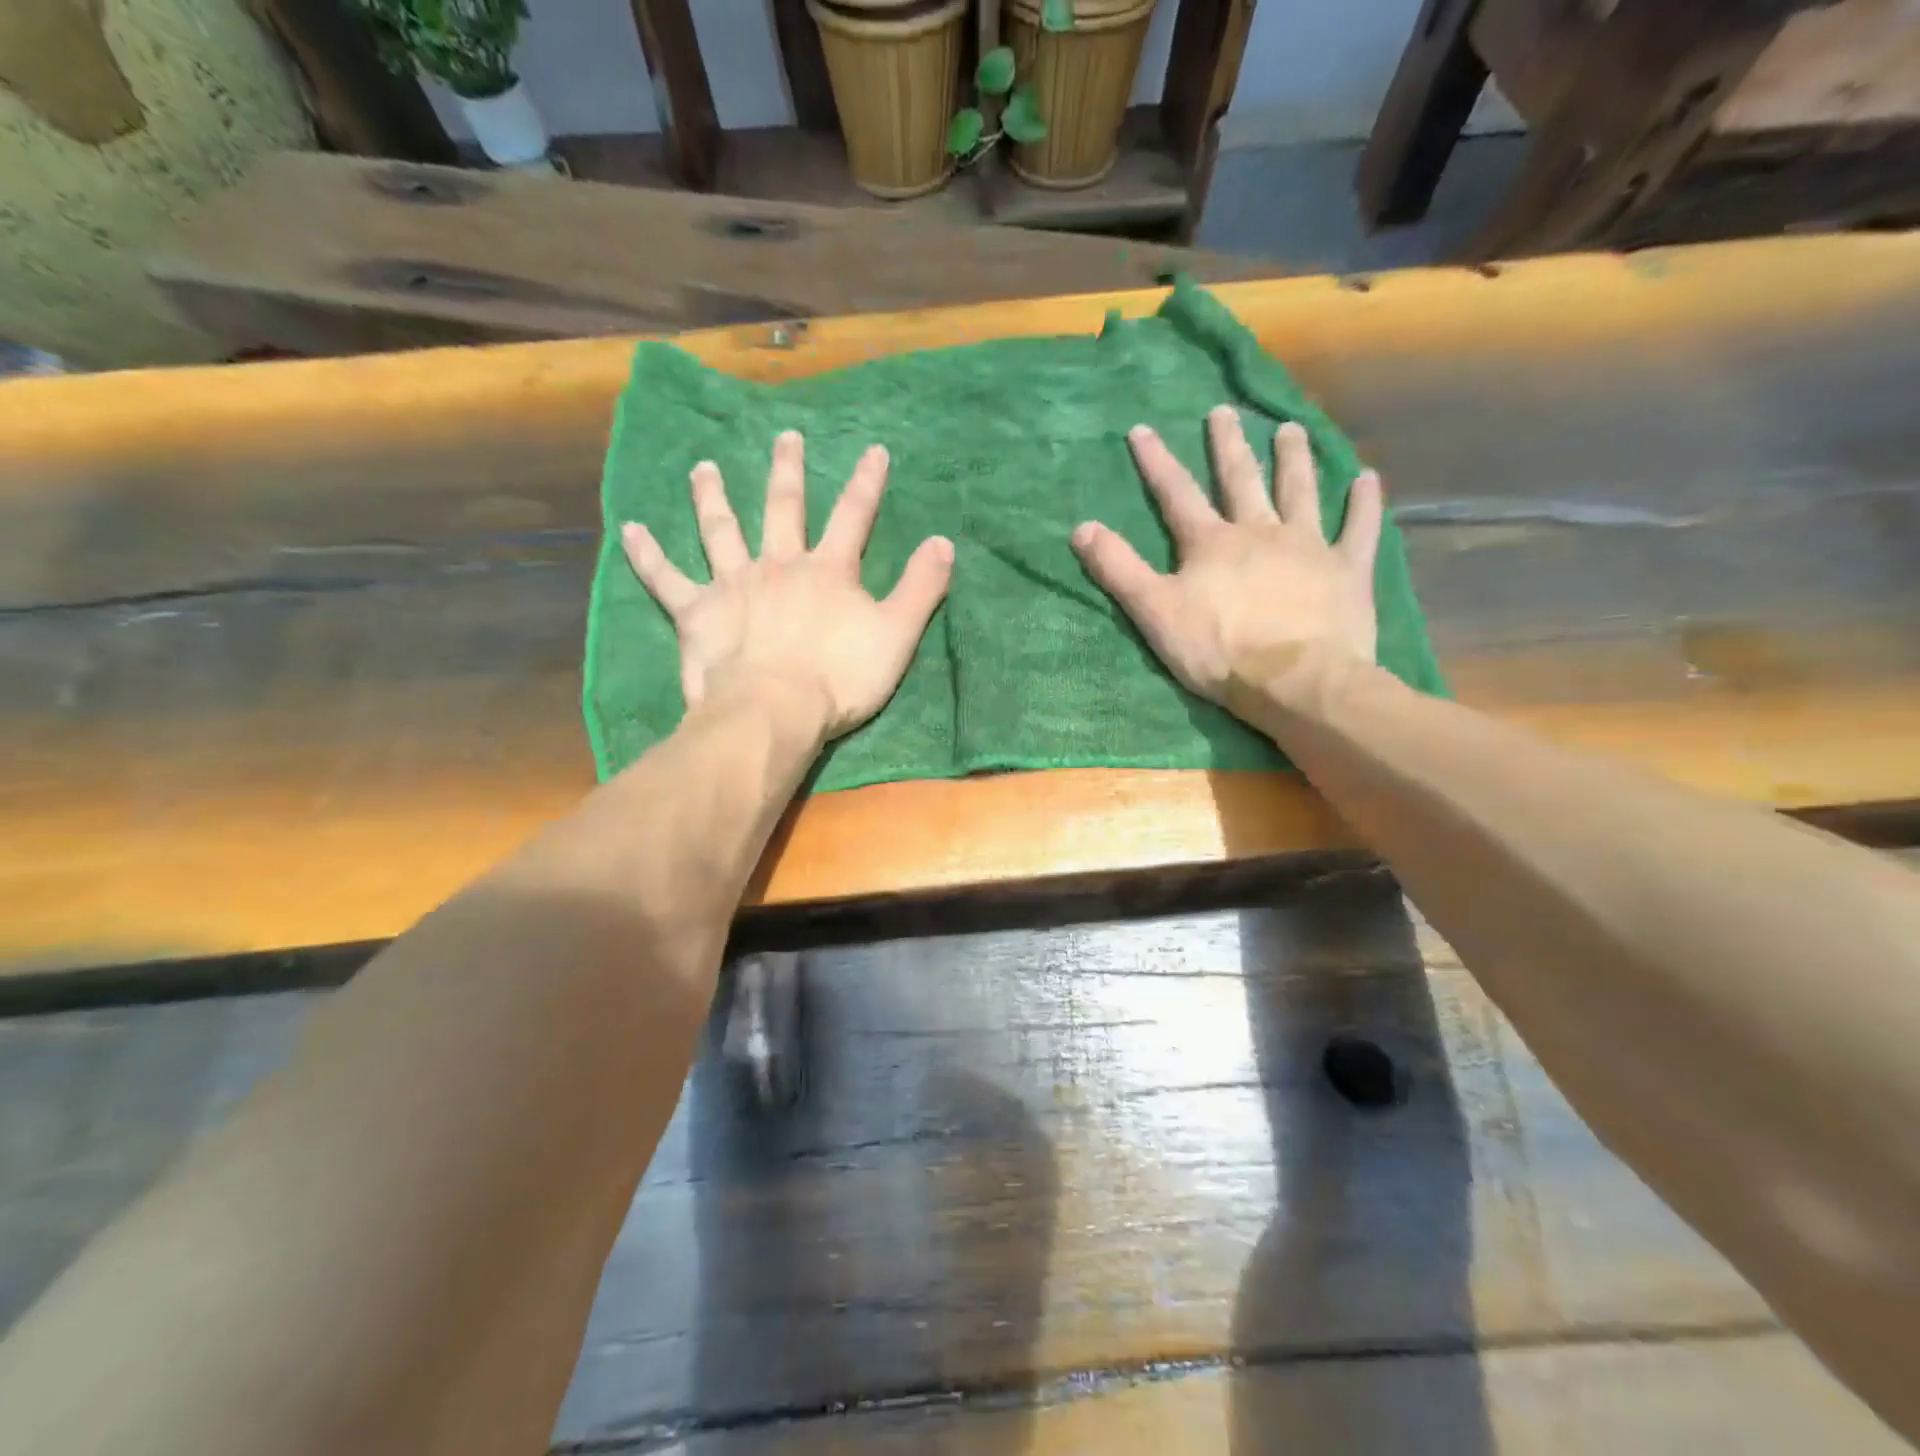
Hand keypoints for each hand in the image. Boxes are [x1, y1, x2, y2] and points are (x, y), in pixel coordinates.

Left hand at [621, 431, 953, 740]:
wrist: (775, 711)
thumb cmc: (840, 678)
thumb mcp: (897, 635)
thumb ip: (922, 588)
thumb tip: (945, 542)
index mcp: (828, 570)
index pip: (853, 516)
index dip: (866, 482)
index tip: (873, 449)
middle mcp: (779, 564)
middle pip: (783, 508)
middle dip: (787, 470)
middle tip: (784, 436)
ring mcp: (733, 584)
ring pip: (720, 530)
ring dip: (712, 496)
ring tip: (703, 468)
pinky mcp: (697, 613)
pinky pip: (666, 578)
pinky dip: (647, 554)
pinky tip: (629, 529)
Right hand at [1071, 406, 1382, 707]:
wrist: (1297, 681)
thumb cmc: (1219, 650)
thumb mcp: (1155, 613)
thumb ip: (1119, 569)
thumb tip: (1080, 528)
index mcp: (1211, 543)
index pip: (1177, 494)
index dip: (1156, 462)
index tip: (1142, 429)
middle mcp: (1260, 531)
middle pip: (1241, 479)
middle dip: (1228, 444)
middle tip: (1225, 411)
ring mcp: (1308, 547)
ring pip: (1300, 491)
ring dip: (1294, 458)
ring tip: (1290, 428)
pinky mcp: (1347, 570)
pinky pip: (1359, 528)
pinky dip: (1364, 503)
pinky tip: (1368, 479)